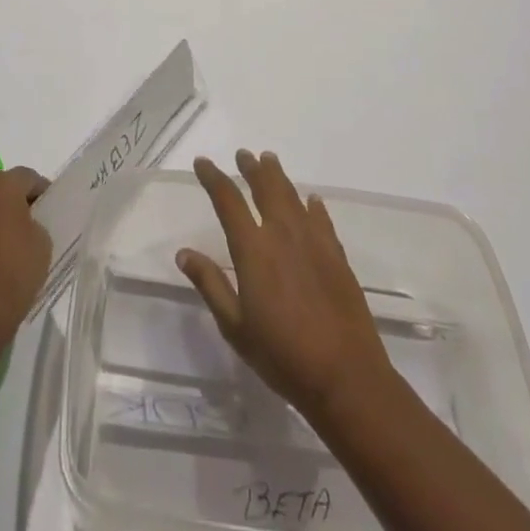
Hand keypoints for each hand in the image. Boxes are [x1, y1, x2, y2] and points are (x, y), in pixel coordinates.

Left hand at [0, 167, 51, 333]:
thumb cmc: (17, 269)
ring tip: (19, 241)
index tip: (53, 209)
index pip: (28, 177)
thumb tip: (27, 222)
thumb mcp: (43, 239)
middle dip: (21, 201)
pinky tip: (1, 257)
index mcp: (1, 186)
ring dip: (2, 217)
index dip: (44, 191)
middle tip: (38, 222)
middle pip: (5, 188)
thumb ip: (37, 220)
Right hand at [177, 150, 393, 419]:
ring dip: (278, 176)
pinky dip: (312, 205)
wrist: (345, 376)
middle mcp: (282, 234)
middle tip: (243, 154)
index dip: (213, 177)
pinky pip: (321, 218)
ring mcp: (313, 241)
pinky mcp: (337, 255)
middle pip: (265, 188)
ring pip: (292, 195)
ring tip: (269, 161)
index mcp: (253, 249)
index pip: (228, 200)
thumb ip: (211, 285)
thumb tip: (184, 253)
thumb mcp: (236, 327)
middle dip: (251, 168)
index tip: (203, 162)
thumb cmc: (283, 356)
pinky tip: (311, 200)